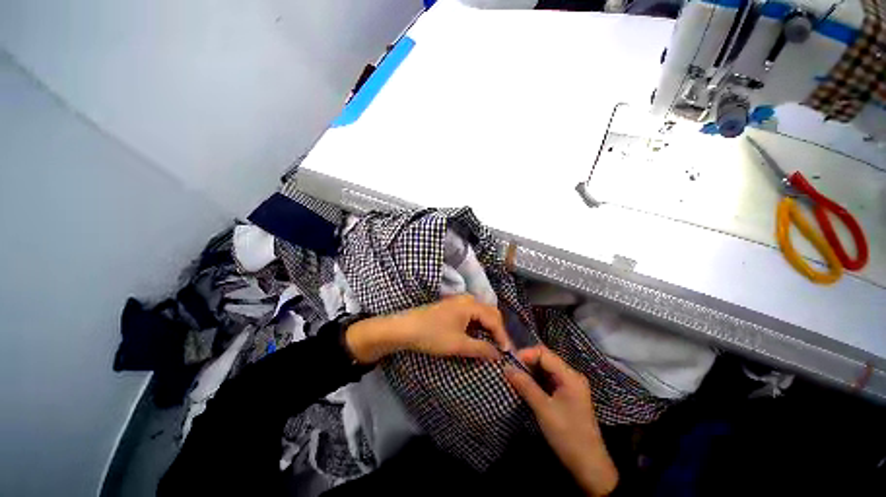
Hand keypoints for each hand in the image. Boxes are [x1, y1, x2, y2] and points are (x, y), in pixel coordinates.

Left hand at [345, 294, 511, 363]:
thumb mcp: (458, 344)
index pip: (494, 319)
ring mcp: (458, 301)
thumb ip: (481, 348)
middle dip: (497, 330)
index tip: (507, 354)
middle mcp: (467, 299)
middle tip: (500, 348)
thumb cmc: (433, 335)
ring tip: (490, 344)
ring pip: (480, 313)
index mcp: (471, 304)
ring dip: (487, 328)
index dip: (503, 336)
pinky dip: (477, 325)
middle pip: (490, 312)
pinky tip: (476, 336)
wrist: (405, 328)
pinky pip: (471, 314)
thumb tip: (498, 354)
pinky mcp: (451, 307)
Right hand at [505, 346, 617, 495]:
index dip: (525, 355)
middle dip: (525, 363)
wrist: (589, 467)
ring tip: (513, 378)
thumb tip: (506, 367)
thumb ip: (525, 385)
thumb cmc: (568, 436)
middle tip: (509, 371)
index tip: (509, 364)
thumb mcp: (543, 409)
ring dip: (529, 373)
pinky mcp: (566, 396)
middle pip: (544, 359)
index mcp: (569, 375)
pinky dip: (534, 382)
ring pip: (544, 370)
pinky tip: (524, 387)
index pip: (543, 353)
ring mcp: (569, 386)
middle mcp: (570, 376)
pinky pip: (547, 381)